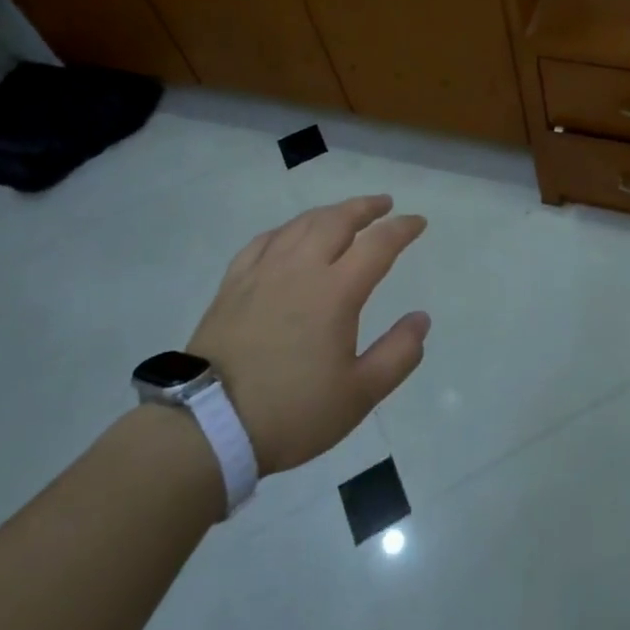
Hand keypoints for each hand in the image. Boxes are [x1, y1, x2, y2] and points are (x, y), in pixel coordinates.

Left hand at [187, 195, 429, 473]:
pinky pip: (263, 241)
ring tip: (343, 213)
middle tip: (384, 204)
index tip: (418, 222)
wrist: (209, 426)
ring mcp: (262, 272)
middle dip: (365, 207)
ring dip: (329, 212)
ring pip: (300, 224)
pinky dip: (286, 230)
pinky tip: (289, 235)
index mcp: (335, 291)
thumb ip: (398, 354)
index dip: (401, 228)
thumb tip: (421, 319)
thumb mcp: (359, 394)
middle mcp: (300, 268)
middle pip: (337, 220)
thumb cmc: (292, 412)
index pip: (377, 244)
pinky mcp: (233, 284)